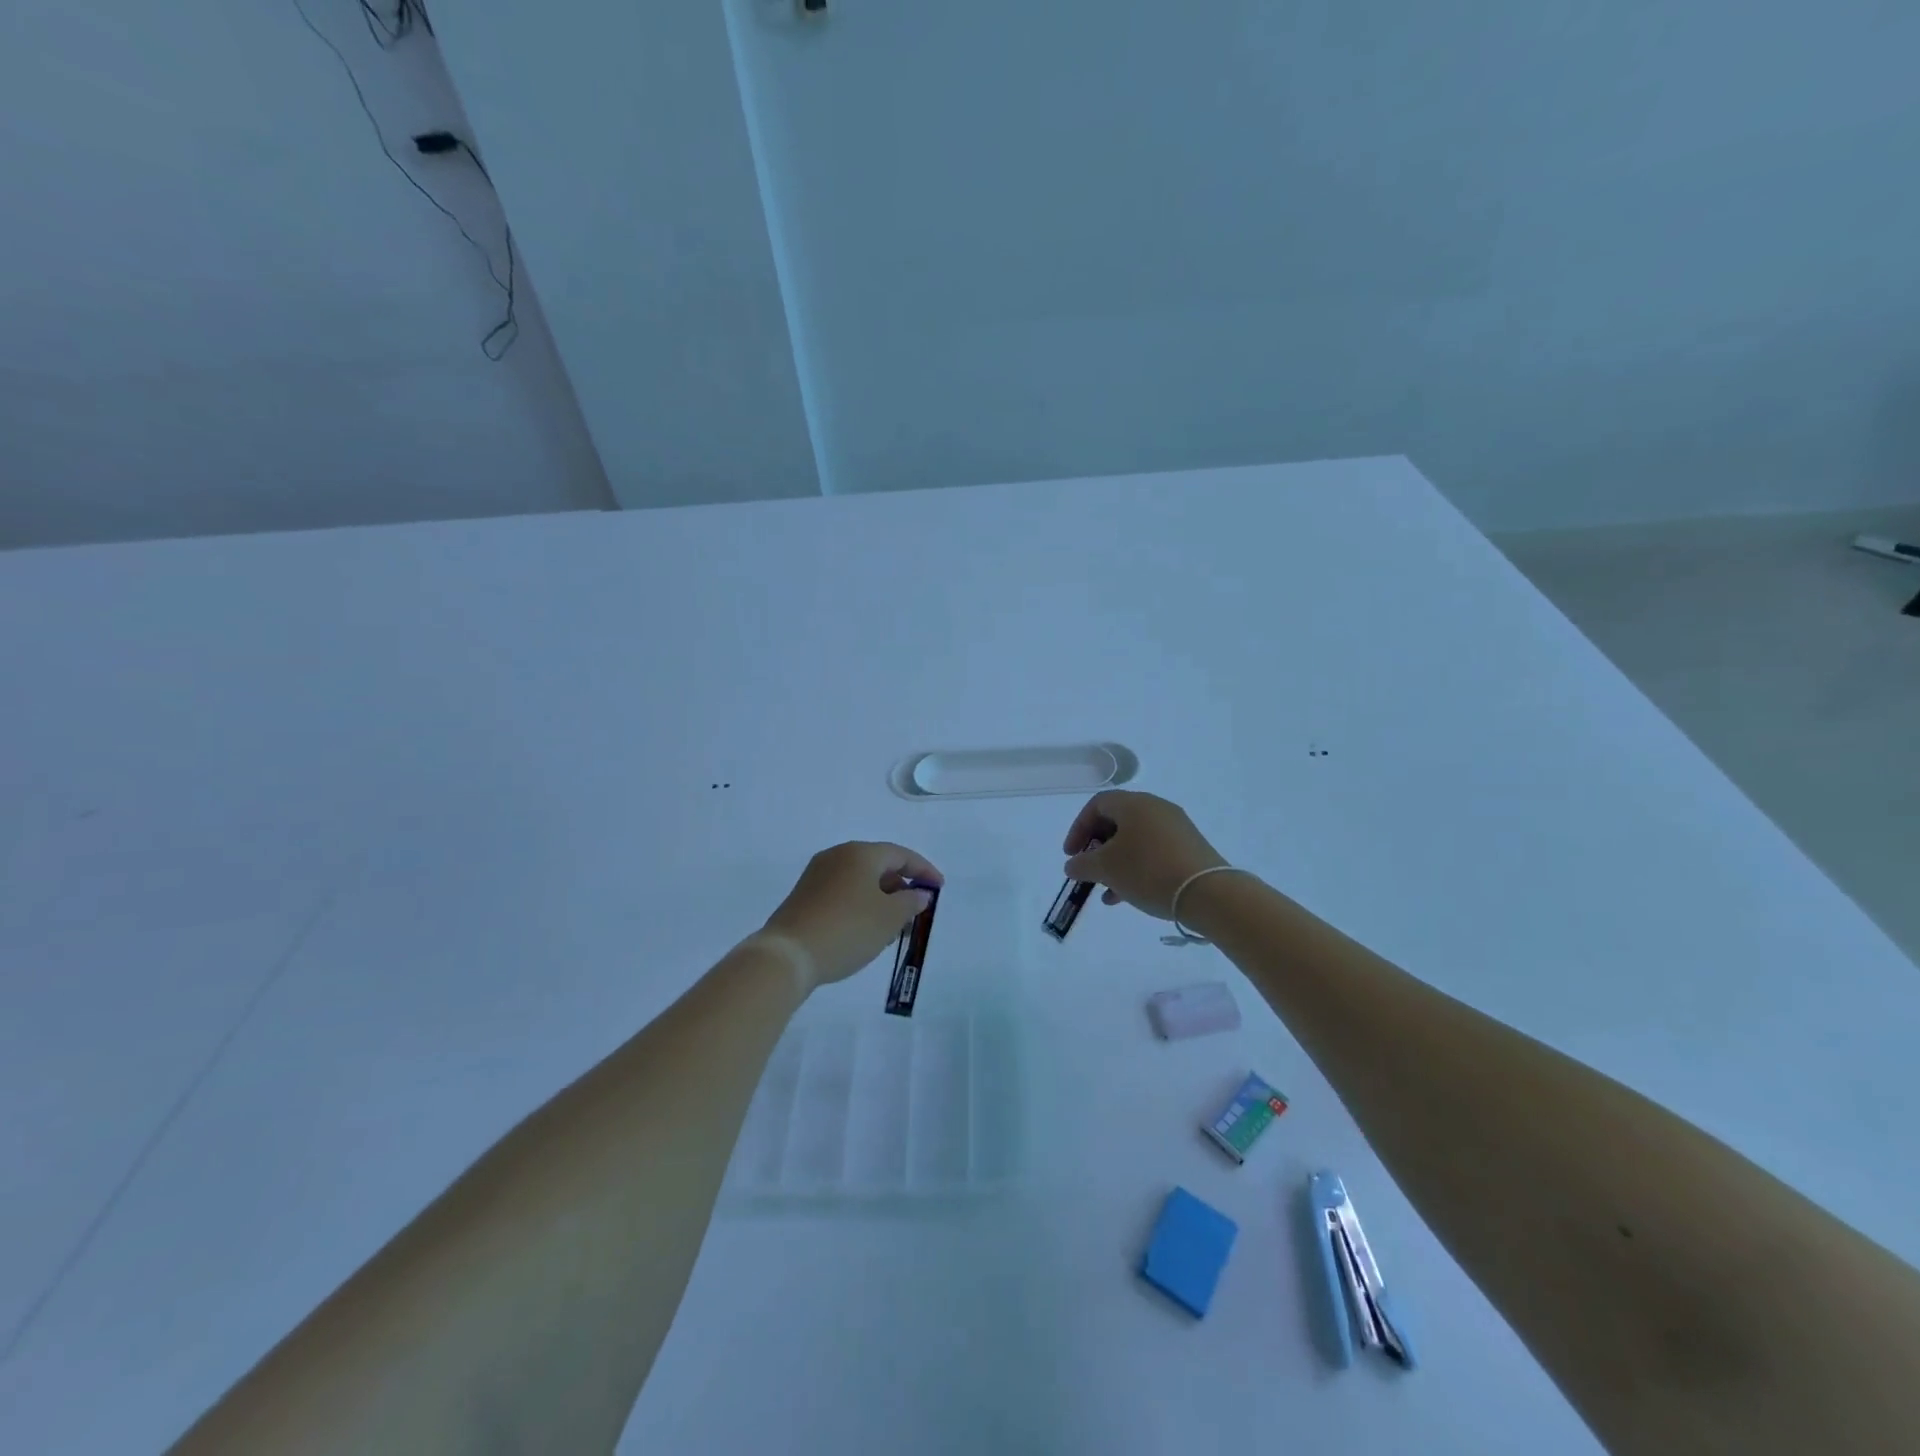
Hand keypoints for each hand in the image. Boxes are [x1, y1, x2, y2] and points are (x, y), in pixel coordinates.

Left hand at [762, 842, 943, 991]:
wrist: (788, 955)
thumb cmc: (848, 930)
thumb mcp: (889, 918)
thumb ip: (910, 902)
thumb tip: (918, 893)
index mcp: (860, 853)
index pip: (901, 855)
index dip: (924, 870)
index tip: (940, 888)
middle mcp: (837, 856)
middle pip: (879, 866)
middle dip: (901, 888)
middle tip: (915, 913)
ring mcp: (817, 875)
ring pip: (860, 881)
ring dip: (881, 900)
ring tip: (892, 929)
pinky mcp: (804, 895)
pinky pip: (842, 892)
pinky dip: (860, 905)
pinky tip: (865, 930)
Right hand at [1063, 791, 1227, 920]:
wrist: (1208, 893)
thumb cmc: (1148, 871)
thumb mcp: (1106, 869)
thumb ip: (1082, 864)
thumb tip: (1072, 865)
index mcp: (1134, 803)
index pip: (1097, 805)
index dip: (1078, 829)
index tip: (1071, 855)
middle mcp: (1156, 808)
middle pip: (1116, 821)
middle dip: (1097, 848)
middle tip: (1089, 870)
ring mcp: (1176, 828)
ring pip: (1135, 840)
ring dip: (1115, 863)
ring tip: (1106, 891)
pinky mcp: (1189, 848)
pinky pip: (1153, 852)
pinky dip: (1136, 868)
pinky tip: (1127, 896)